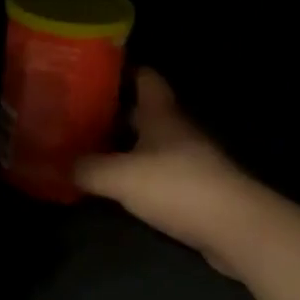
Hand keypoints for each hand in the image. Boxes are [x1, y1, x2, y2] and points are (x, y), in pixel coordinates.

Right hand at [75, 69, 257, 274]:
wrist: (238, 230)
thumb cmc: (178, 186)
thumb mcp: (120, 176)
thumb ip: (87, 168)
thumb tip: (61, 164)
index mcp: (161, 114)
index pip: (145, 77)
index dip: (122, 70)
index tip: (93, 70)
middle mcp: (177, 130)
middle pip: (144, 111)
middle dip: (115, 110)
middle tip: (79, 112)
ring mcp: (191, 161)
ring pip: (152, 143)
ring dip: (126, 145)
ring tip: (90, 148)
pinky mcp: (197, 191)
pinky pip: (160, 173)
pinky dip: (140, 175)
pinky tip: (117, 185)